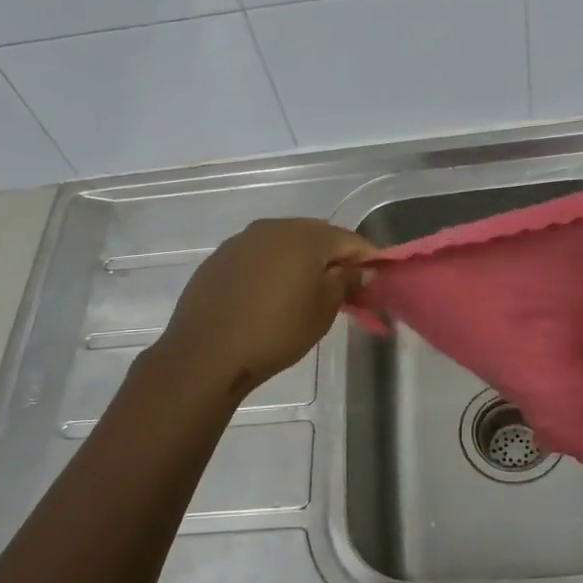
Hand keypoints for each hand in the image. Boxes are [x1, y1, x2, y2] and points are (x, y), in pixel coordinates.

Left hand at [156, 219, 375, 398]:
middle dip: (334, 258)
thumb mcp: (323, 311)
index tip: (376, 279)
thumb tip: (362, 268)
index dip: (367, 258)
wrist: (206, 354)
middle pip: (316, 236)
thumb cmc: (276, 332)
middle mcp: (272, 228)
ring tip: (308, 292)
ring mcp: (241, 241)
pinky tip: (272, 295)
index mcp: (304, 236)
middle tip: (345, 288)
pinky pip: (258, 256)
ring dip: (302, 262)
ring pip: (284, 244)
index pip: (349, 239)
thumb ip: (346, 281)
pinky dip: (273, 269)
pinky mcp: (219, 259)